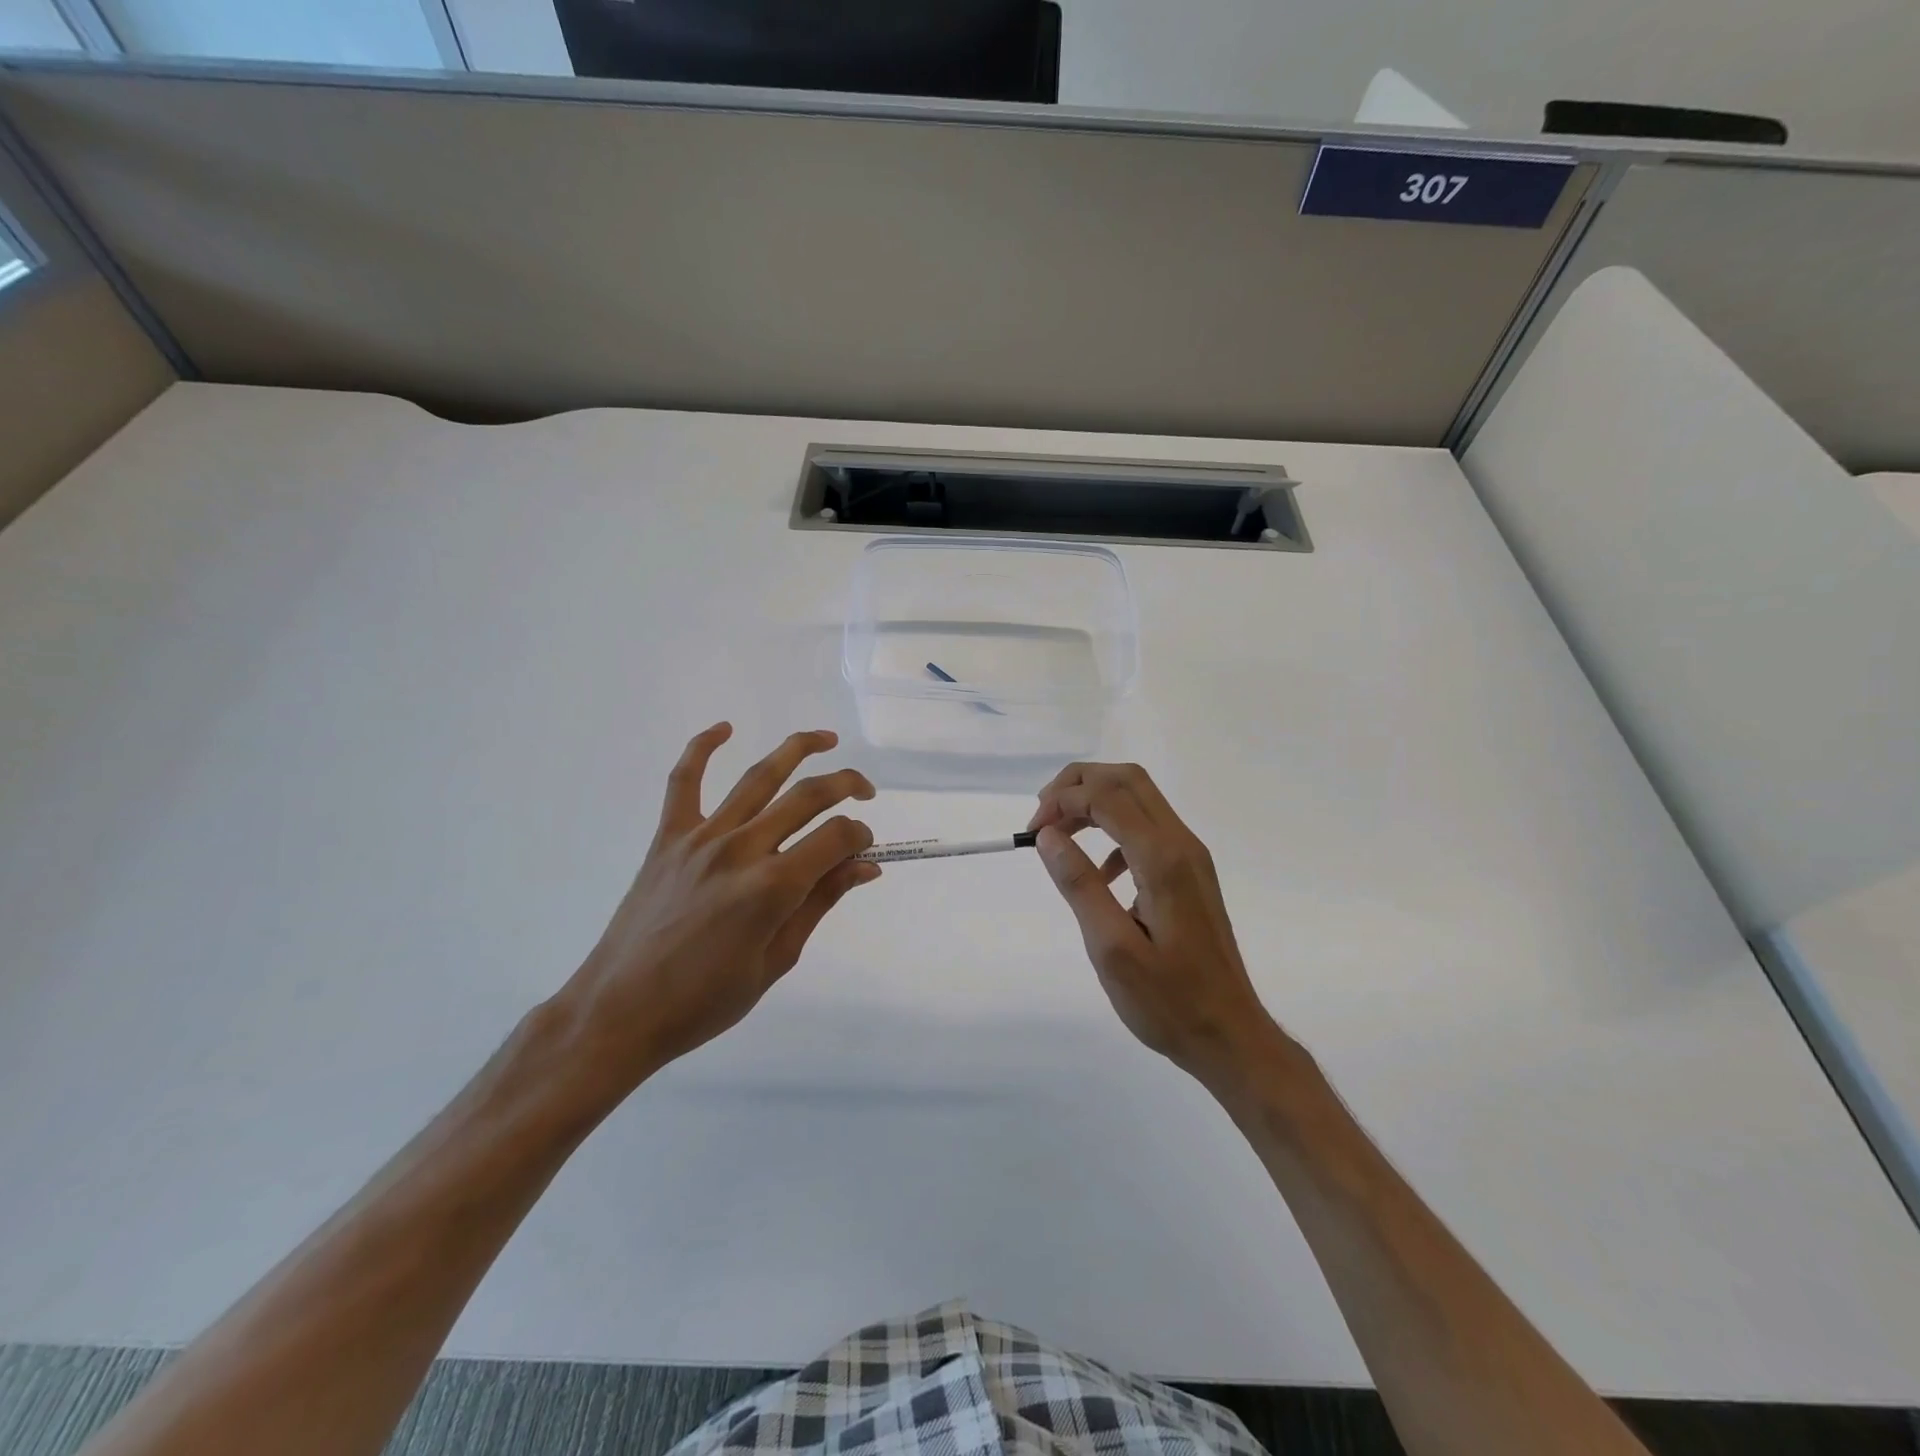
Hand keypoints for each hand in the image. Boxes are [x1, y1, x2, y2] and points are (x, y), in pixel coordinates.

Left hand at [556, 724, 878, 1097]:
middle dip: (846, 785)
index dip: (860, 835)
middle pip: (807, 796)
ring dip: (797, 749)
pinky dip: (702, 747)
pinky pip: (684, 781)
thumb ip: (821, 903)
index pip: (836, 836)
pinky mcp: (668, 837)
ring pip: (758, 777)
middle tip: (866, 791)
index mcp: (773, 887)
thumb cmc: (705, 1000)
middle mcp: (741, 849)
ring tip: (826, 739)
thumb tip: (865, 866)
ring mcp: (701, 837)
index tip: (864, 850)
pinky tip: (724, 728)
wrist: (620, 1010)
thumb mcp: (777, 960)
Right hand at [1030, 762, 1276, 1083]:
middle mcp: (1182, 845)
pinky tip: (1100, 874)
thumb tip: (1048, 835)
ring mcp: (1191, 857)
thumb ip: (1079, 885)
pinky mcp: (1191, 873)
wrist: (1231, 1034)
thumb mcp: (1111, 948)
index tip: (1031, 832)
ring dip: (1095, 802)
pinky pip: (1148, 829)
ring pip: (1139, 799)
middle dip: (1078, 784)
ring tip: (1059, 834)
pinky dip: (1114, 831)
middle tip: (1042, 814)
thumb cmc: (1168, 1001)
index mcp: (1162, 859)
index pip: (1106, 796)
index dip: (1062, 800)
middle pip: (1127, 780)